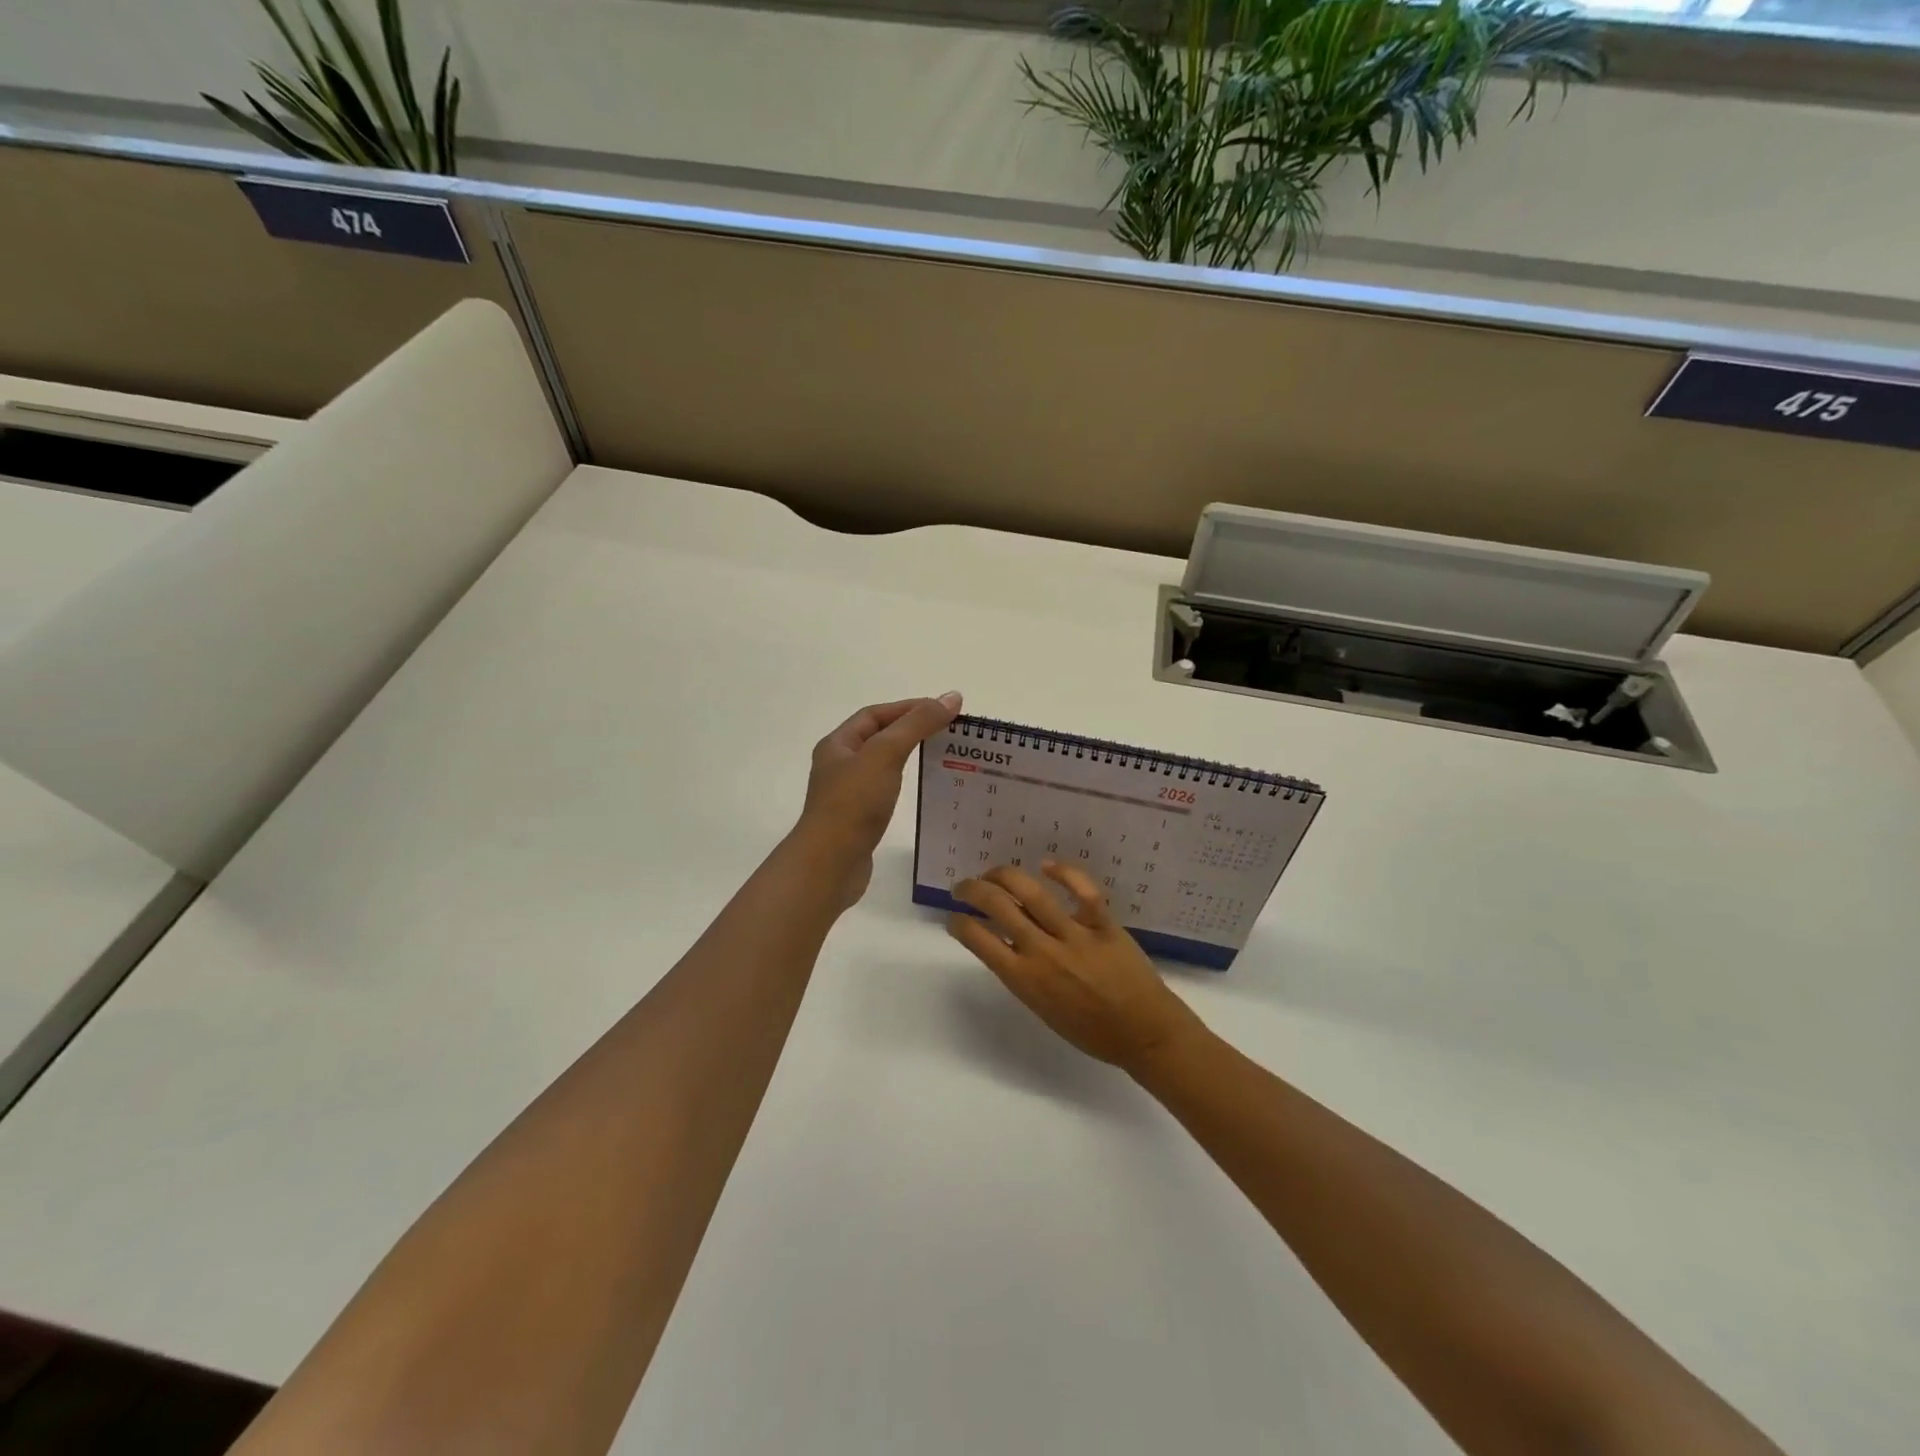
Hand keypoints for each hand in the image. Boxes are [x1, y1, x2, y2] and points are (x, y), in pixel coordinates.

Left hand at [798, 693, 962, 907]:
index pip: (874, 715)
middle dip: (910, 730)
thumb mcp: (885, 754)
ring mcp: (848, 795)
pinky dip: (906, 785)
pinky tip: (923, 790)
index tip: (942, 709)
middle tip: (948, 732)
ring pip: (882, 766)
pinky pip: (885, 792)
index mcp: (838, 745)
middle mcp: (839, 766)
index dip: (907, 708)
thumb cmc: (853, 803)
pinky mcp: (859, 820)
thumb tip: (951, 697)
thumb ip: (917, 724)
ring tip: (942, 757)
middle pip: (878, 738)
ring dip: (909, 757)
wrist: (830, 864)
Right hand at [948, 862, 1207, 1075]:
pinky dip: (1064, 873)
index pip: (979, 940)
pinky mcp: (1104, 924)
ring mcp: (1075, 935)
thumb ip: (1022, 974)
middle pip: (998, 906)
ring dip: (1005, 875)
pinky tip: (1046, 864)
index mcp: (1025, 979)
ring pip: (1032, 893)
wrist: (1143, 1033)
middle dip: (973, 890)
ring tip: (993, 873)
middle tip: (964, 886)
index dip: (959, 923)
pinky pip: (1083, 891)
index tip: (954, 917)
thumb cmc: (1090, 1030)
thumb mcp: (1042, 1008)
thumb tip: (1006, 940)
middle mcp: (1043, 952)